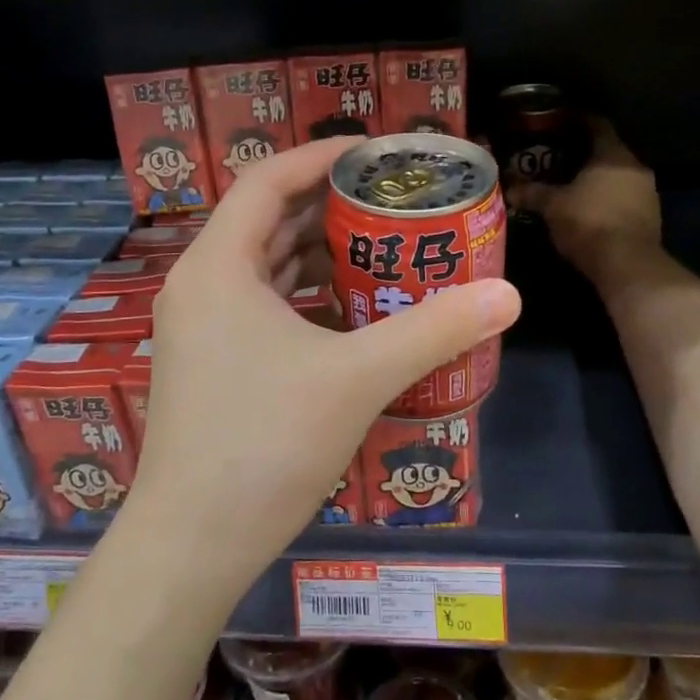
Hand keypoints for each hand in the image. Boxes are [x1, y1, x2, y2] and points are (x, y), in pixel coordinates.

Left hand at [125, 138, 521, 596]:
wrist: (191, 545)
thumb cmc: (265, 444)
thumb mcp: (358, 378)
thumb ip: (433, 330)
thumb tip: (508, 294)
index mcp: (218, 265)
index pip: (268, 180)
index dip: (321, 157)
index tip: (377, 154)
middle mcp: (201, 284)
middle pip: (267, 219)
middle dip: (329, 205)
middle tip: (392, 201)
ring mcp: (200, 326)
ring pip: (265, 265)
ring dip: (319, 251)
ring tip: (382, 246)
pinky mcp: (210, 362)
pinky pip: (262, 304)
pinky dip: (305, 295)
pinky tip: (352, 309)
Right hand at [510, 119, 661, 285]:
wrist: (627, 265)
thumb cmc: (588, 223)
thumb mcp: (553, 206)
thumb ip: (532, 193)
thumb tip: (509, 188)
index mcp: (613, 154)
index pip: (597, 124)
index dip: (577, 119)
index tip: (559, 118)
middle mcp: (635, 166)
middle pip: (608, 150)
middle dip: (584, 152)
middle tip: (558, 154)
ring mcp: (647, 192)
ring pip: (618, 175)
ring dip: (597, 177)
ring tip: (571, 182)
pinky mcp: (650, 216)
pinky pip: (625, 196)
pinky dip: (607, 197)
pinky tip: (588, 207)